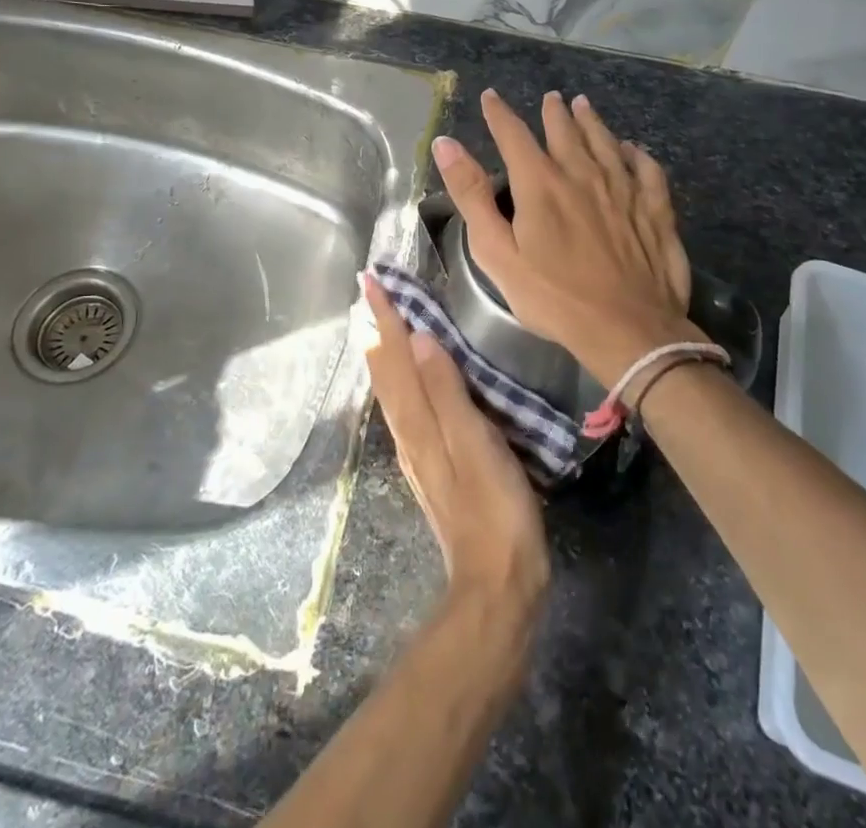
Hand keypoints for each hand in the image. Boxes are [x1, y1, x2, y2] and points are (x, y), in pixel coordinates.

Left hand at [361, 273, 548, 621]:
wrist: (497, 583)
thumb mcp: (475, 444)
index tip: (369, 281)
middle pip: (384, 370)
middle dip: (375, 328)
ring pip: (391, 387)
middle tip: (368, 292)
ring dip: (383, 350)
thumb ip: (446, 391)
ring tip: (379, 322)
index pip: (394, 357)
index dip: (383, 318)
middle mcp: (408, 431)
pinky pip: (406, 404)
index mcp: (417, 421)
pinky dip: (399, 377)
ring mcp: (418, 449)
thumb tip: (417, 338)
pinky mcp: (433, 463)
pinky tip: (408, 378)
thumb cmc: (494, 508)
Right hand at [434, 90, 700, 386]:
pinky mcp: (655, 208)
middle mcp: (582, 174)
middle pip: (565, 131)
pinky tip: (632, 148)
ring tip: (583, 105)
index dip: (499, 113)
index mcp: (540, 184)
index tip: (491, 96)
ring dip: (592, 121)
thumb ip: (471, 195)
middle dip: (553, 112)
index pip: (514, 135)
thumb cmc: (552, 297)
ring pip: (605, 141)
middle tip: (551, 98)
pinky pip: (646, 168)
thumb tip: (445, 144)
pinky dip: (636, 152)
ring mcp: (623, 188)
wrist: (627, 329)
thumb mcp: (496, 252)